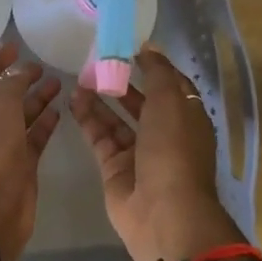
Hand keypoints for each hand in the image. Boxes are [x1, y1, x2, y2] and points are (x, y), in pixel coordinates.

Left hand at [0, 40, 63, 260]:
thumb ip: (12, 83)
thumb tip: (22, 71)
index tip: (15, 47)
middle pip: (4, 94)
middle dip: (21, 79)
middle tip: (44, 66)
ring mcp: (4, 143)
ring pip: (22, 114)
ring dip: (38, 98)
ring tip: (59, 83)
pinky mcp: (22, 162)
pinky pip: (34, 136)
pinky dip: (46, 123)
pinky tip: (61, 110)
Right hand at [70, 46, 244, 260]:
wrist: (163, 213)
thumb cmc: (173, 151)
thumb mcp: (171, 103)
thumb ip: (158, 73)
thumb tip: (148, 47)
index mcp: (187, 119)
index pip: (171, 86)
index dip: (153, 66)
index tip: (129, 47)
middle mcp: (165, 135)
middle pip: (142, 102)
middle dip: (122, 82)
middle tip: (96, 60)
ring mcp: (138, 153)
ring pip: (117, 119)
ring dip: (100, 98)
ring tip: (80, 76)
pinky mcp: (115, 167)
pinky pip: (100, 136)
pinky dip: (88, 118)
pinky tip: (74, 99)